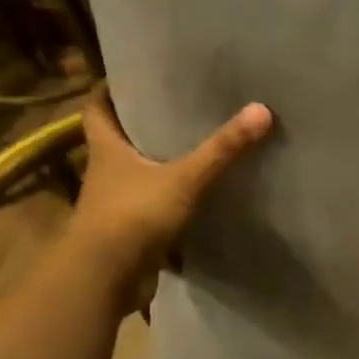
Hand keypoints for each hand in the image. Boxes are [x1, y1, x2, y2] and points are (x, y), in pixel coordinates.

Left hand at [67, 91, 272, 295]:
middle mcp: (106, 173)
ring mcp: (115, 206)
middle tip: (178, 110)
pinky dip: (169, 206)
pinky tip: (197, 201)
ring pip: (137, 178)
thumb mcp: (184, 179)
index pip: (97, 108)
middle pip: (119, 142)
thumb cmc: (133, 216)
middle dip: (143, 128)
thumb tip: (261, 110)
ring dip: (158, 169)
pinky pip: (151, 211)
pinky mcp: (129, 234)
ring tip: (195, 152)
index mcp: (107, 150)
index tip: (135, 80)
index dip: (111, 92)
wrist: (104, 279)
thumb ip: (221, 149)